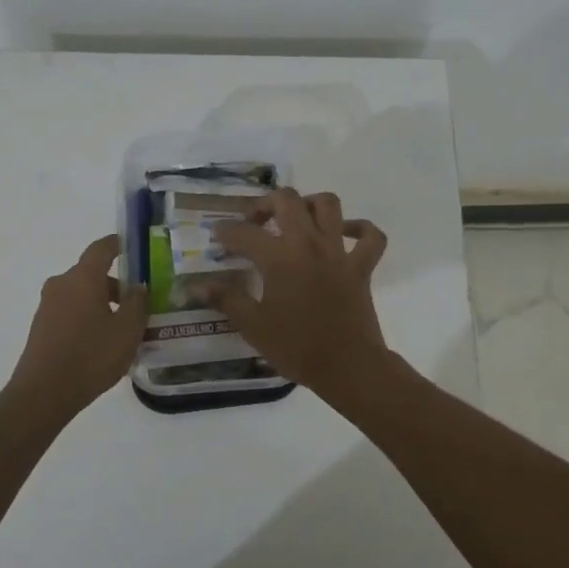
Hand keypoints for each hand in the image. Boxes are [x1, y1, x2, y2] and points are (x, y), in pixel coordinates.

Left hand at [6, 234, 147, 418]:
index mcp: (83, 277)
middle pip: (92, 273)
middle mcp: (62, 284)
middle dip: (116, 284)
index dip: (119, 244)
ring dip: (102, 303)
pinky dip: (88, 317)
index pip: (102, 248)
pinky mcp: (41, 326)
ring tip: (123, 328)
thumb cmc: (91, 356)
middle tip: (139, 302)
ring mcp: (47, 305)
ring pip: (81, 293)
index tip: (134, 248)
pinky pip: (71, 311)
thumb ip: (138, 303)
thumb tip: (139, 287)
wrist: (43, 393)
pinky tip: (102, 342)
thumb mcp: (127, 330)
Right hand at [205, 189, 390, 393]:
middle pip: (288, 201)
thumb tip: (197, 285)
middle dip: (265, 204)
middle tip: (254, 222)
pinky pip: (371, 237)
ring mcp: (339, 252)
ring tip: (296, 219)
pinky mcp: (362, 267)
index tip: (216, 237)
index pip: (245, 234)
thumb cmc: (296, 347)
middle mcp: (309, 244)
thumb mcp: (253, 325)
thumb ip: (226, 299)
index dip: (226, 232)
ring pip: (329, 205)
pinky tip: (345, 233)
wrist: (347, 366)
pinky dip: (361, 229)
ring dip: (310, 204)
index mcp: (280, 258)